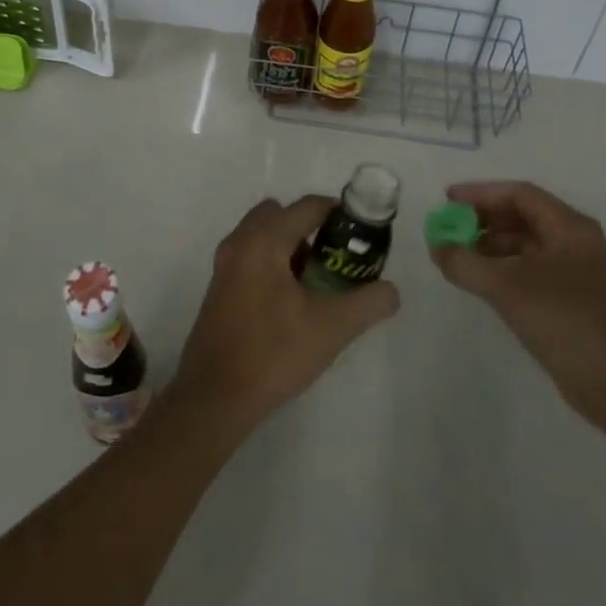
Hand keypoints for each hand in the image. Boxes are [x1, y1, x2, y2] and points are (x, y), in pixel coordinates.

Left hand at [171, 196, 400, 432]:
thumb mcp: (332, 328)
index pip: (307, 207)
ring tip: (318, 283)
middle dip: (311, 228)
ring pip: (263, 236)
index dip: (339, 213)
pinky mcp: (219, 289)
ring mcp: (224, 266)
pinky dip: (273, 263)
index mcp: (264, 240)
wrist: (214, 399)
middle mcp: (240, 243)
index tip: (362, 234)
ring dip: (291, 246)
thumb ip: (368, 303)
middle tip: (335, 258)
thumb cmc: (273, 353)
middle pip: (281, 214)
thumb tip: (391, 291)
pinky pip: (251, 257)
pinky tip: (292, 303)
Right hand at [429, 181, 605, 421]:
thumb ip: (465, 263)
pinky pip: (531, 267)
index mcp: (570, 227)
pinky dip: (504, 266)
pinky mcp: (571, 297)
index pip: (520, 195)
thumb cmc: (561, 319)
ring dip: (492, 244)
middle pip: (524, 216)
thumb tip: (438, 248)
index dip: (481, 194)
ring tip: (459, 253)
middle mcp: (576, 241)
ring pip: (527, 243)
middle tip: (451, 226)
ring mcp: (576, 270)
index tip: (449, 200)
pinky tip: (481, 278)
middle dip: (485, 218)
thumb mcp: (505, 287)